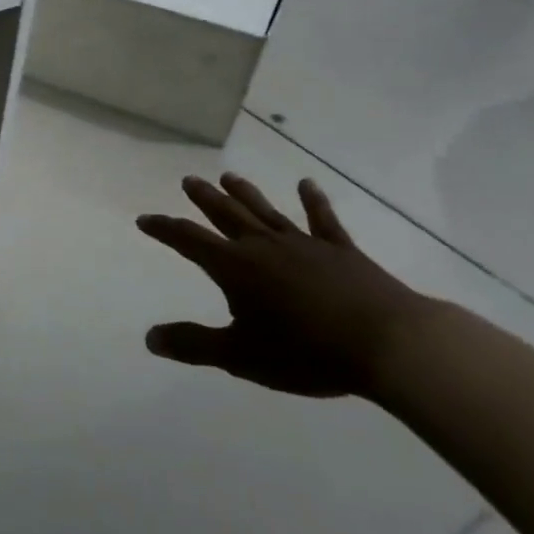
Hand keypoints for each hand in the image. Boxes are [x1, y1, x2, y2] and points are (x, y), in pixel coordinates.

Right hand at [136, 173, 438, 397]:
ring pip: (266, 211)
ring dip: (245, 193)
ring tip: (229, 176)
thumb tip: (150, 338)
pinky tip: (307, 184)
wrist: (388, 345)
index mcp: (235, 268)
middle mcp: (263, 246)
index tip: (145, 220)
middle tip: (189, 180)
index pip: (188, 240)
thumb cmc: (307, 353)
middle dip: (204, 199)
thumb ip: (194, 345)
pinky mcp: (341, 251)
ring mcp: (304, 244)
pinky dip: (313, 201)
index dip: (164, 229)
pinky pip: (322, 220)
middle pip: (226, 215)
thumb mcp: (241, 356)